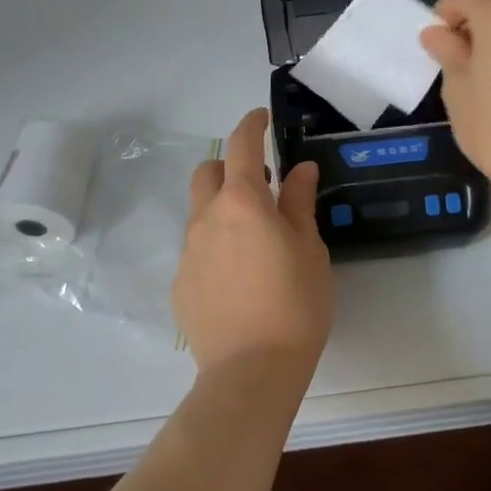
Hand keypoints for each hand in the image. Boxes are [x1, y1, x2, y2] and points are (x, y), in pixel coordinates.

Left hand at [173, 108, 332, 381]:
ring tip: (253, 238)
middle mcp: (207, 217)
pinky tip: (238, 276)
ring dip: (223, 207)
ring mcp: (188, 251)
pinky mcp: (180, 282)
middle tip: (261, 185)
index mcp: (242, 202)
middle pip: (209, 172)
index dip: (251, 124)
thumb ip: (299, 203)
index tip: (261, 118)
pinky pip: (197, 248)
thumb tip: (299, 169)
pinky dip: (215, 244)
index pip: (241, 145)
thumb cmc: (294, 305)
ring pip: (200, 211)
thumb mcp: (309, 249)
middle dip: (231, 166)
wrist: (251, 372)